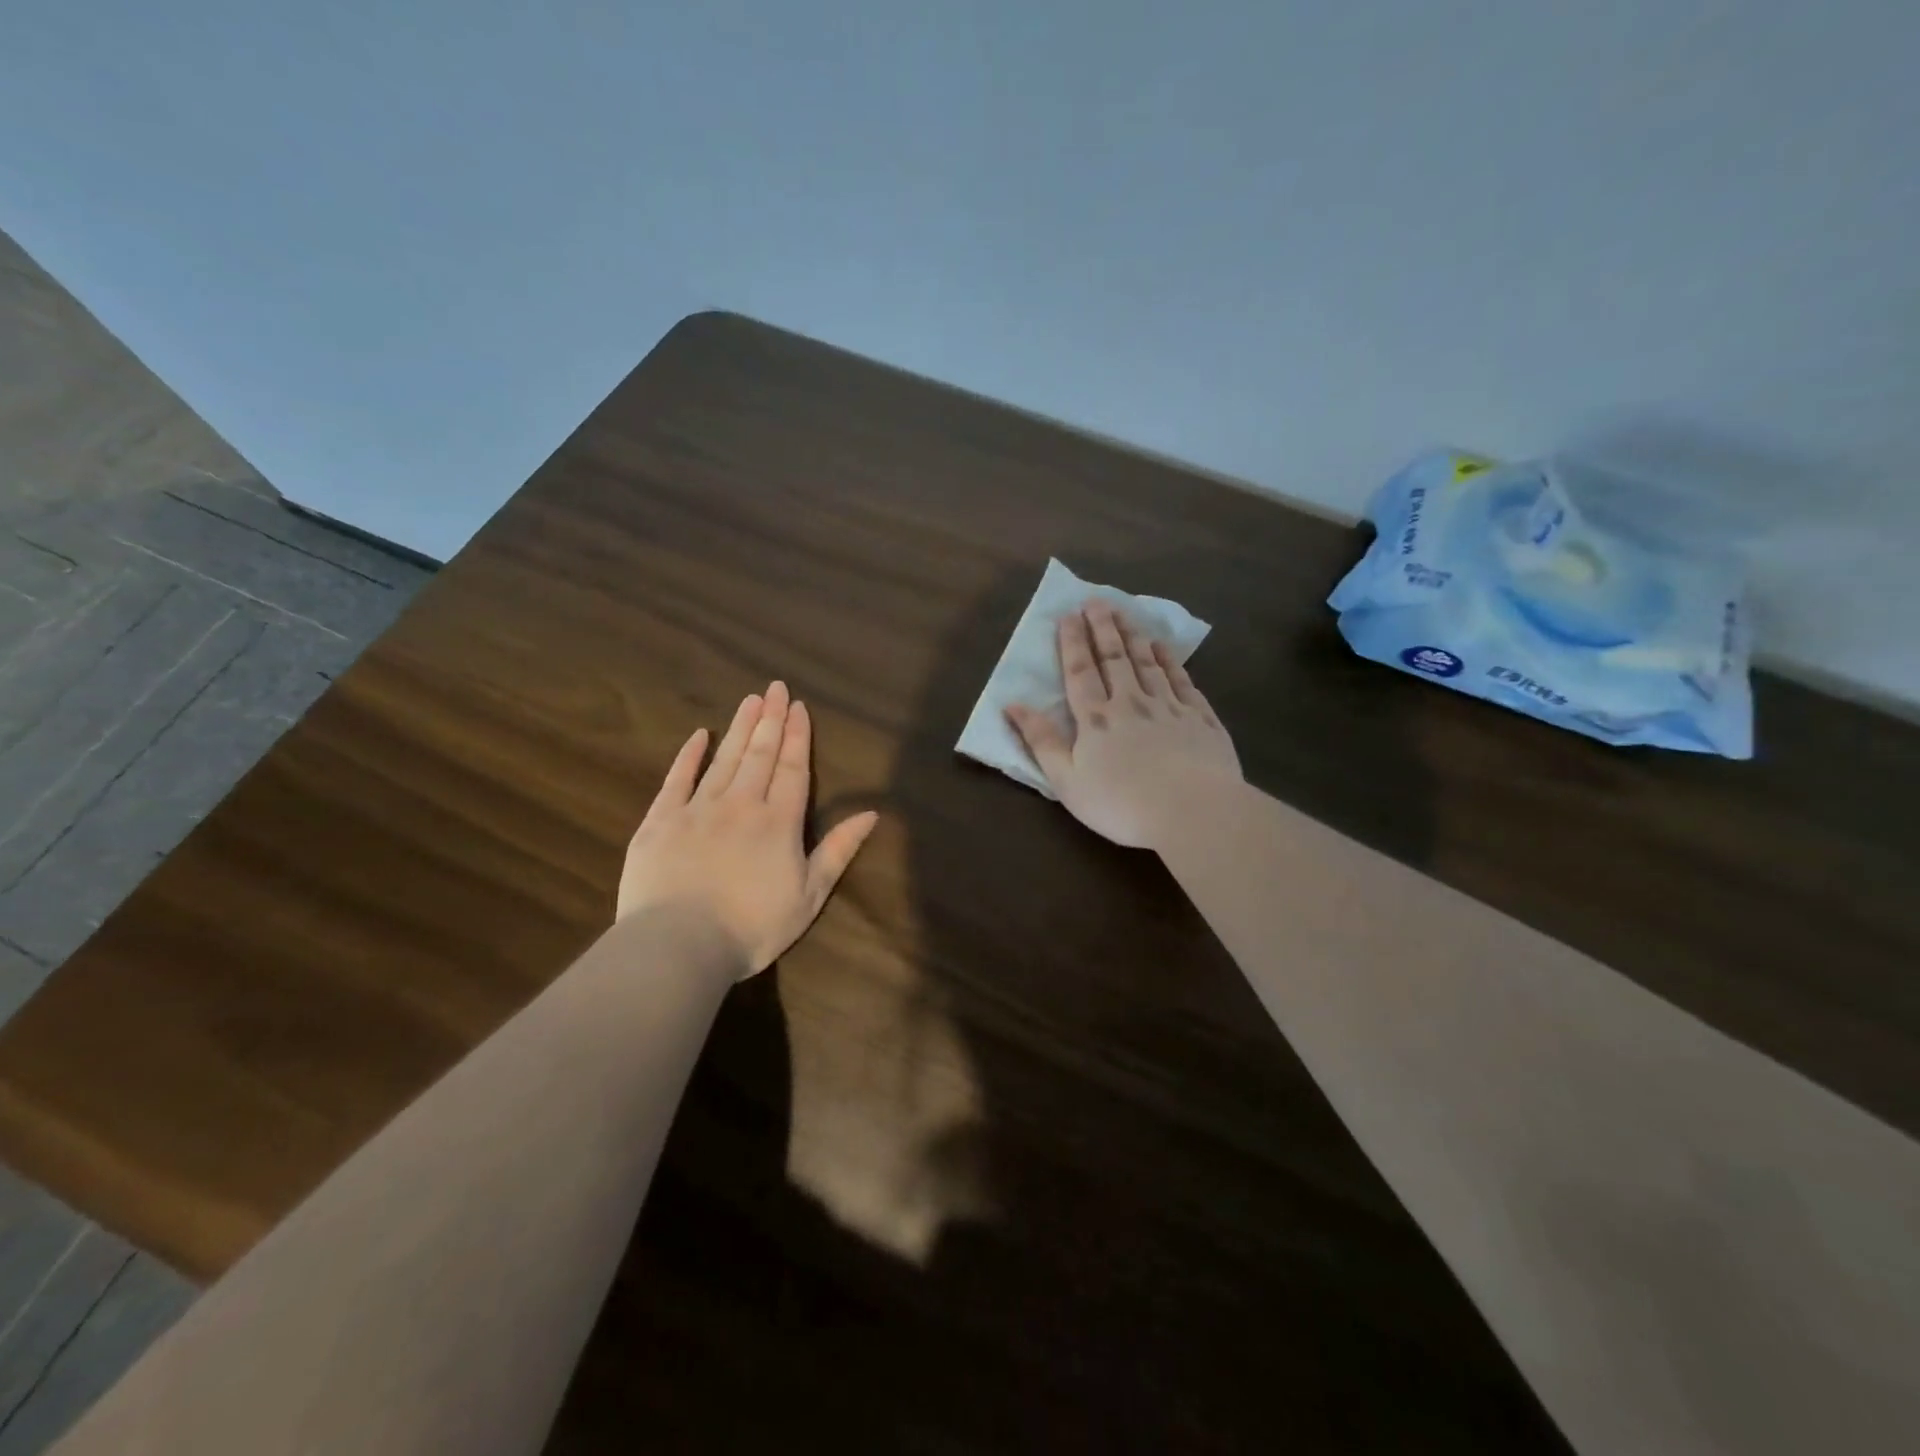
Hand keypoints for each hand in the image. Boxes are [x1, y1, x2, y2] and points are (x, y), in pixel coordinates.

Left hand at [618, 681, 878, 976]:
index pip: (792, 769)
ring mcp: (697, 809)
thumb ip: (839, 850)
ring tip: (750, 700)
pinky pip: (676, 779)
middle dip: (770, 720)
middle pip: (759, 754)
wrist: (680, 946)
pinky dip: (688, 756)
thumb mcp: (810, 895)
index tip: (798, 706)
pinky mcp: (660, 821)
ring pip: (724, 759)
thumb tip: (871, 813)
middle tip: (775, 687)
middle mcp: (741, 804)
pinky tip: (698, 735)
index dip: (797, 736)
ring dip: (739, 728)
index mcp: (779, 822)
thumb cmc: (753, 927)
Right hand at [1006, 601, 1240, 849]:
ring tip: (1126, 613)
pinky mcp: (1200, 719)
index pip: (1080, 672)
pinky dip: (1171, 661)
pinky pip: (1182, 681)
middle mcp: (1131, 703)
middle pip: (1115, 658)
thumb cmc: (1120, 803)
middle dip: (1103, 628)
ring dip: (1134, 636)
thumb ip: (1040, 741)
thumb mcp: (1066, 780)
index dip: (1073, 643)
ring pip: (1148, 663)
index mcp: (1096, 719)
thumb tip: (1012, 705)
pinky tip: (1164, 648)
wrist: (1192, 811)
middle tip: (1097, 600)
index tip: (1068, 615)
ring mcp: (1169, 707)